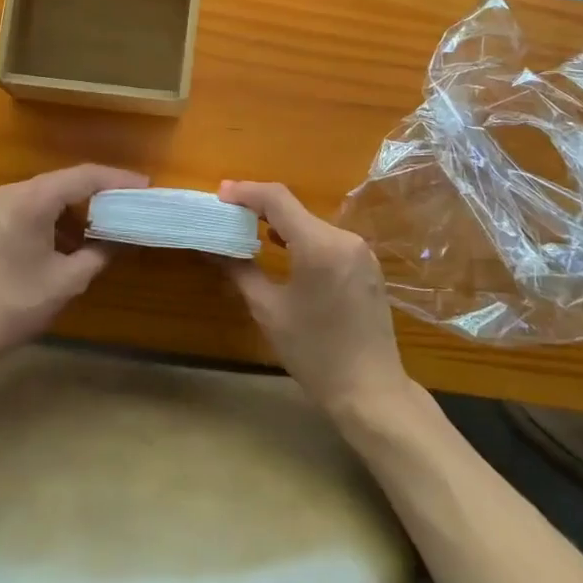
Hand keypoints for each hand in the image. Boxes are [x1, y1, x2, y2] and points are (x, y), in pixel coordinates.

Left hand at [0, 164, 145, 371]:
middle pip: (66, 181)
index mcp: (31, 200)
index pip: (84, 177)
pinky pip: (33, 207)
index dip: (118, 180)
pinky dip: (57, 217)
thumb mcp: (66, 282)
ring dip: (78, 207)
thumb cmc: (12, 306)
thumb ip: (100, 254)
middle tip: (132, 204)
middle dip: (101, 193)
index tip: (146, 187)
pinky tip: (74, 239)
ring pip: (49, 194)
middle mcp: (12, 192)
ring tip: (109, 223)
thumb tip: (124, 240)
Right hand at [220, 180, 411, 420]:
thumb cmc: (315, 353)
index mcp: (319, 245)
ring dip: (280, 223)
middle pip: (295, 209)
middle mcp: (344, 238)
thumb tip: (212, 248)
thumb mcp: (269, 311)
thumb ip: (240, 271)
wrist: (370, 391)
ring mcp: (359, 251)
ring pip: (311, 224)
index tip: (219, 195)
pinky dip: (301, 238)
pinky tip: (282, 248)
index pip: (278, 199)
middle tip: (227, 214)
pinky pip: (327, 239)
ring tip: (247, 229)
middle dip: (259, 208)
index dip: (245, 192)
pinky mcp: (366, 265)